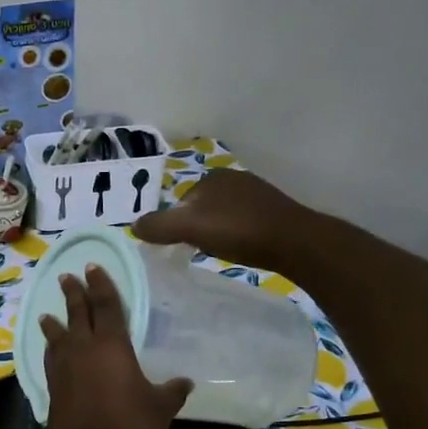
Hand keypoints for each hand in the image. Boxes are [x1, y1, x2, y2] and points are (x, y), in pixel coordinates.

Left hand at [39, 266, 191, 428]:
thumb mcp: (161, 408)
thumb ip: (172, 390)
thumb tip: (185, 382)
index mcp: (112, 346)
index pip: (105, 305)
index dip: (100, 285)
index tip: (93, 267)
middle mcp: (83, 349)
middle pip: (76, 313)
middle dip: (74, 293)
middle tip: (69, 277)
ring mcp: (63, 368)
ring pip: (57, 335)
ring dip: (54, 321)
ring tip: (48, 313)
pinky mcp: (52, 388)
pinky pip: (51, 358)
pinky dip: (51, 348)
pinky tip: (52, 350)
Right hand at [134, 169, 308, 270]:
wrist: (295, 242)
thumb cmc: (238, 230)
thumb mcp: (189, 228)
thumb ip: (158, 226)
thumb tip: (132, 226)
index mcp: (212, 177)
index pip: (181, 201)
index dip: (177, 224)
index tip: (181, 245)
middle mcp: (234, 179)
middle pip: (202, 208)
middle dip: (197, 227)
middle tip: (200, 250)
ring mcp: (257, 194)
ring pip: (223, 215)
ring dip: (218, 232)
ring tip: (222, 251)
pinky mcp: (275, 212)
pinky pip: (244, 223)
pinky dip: (238, 235)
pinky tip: (243, 249)